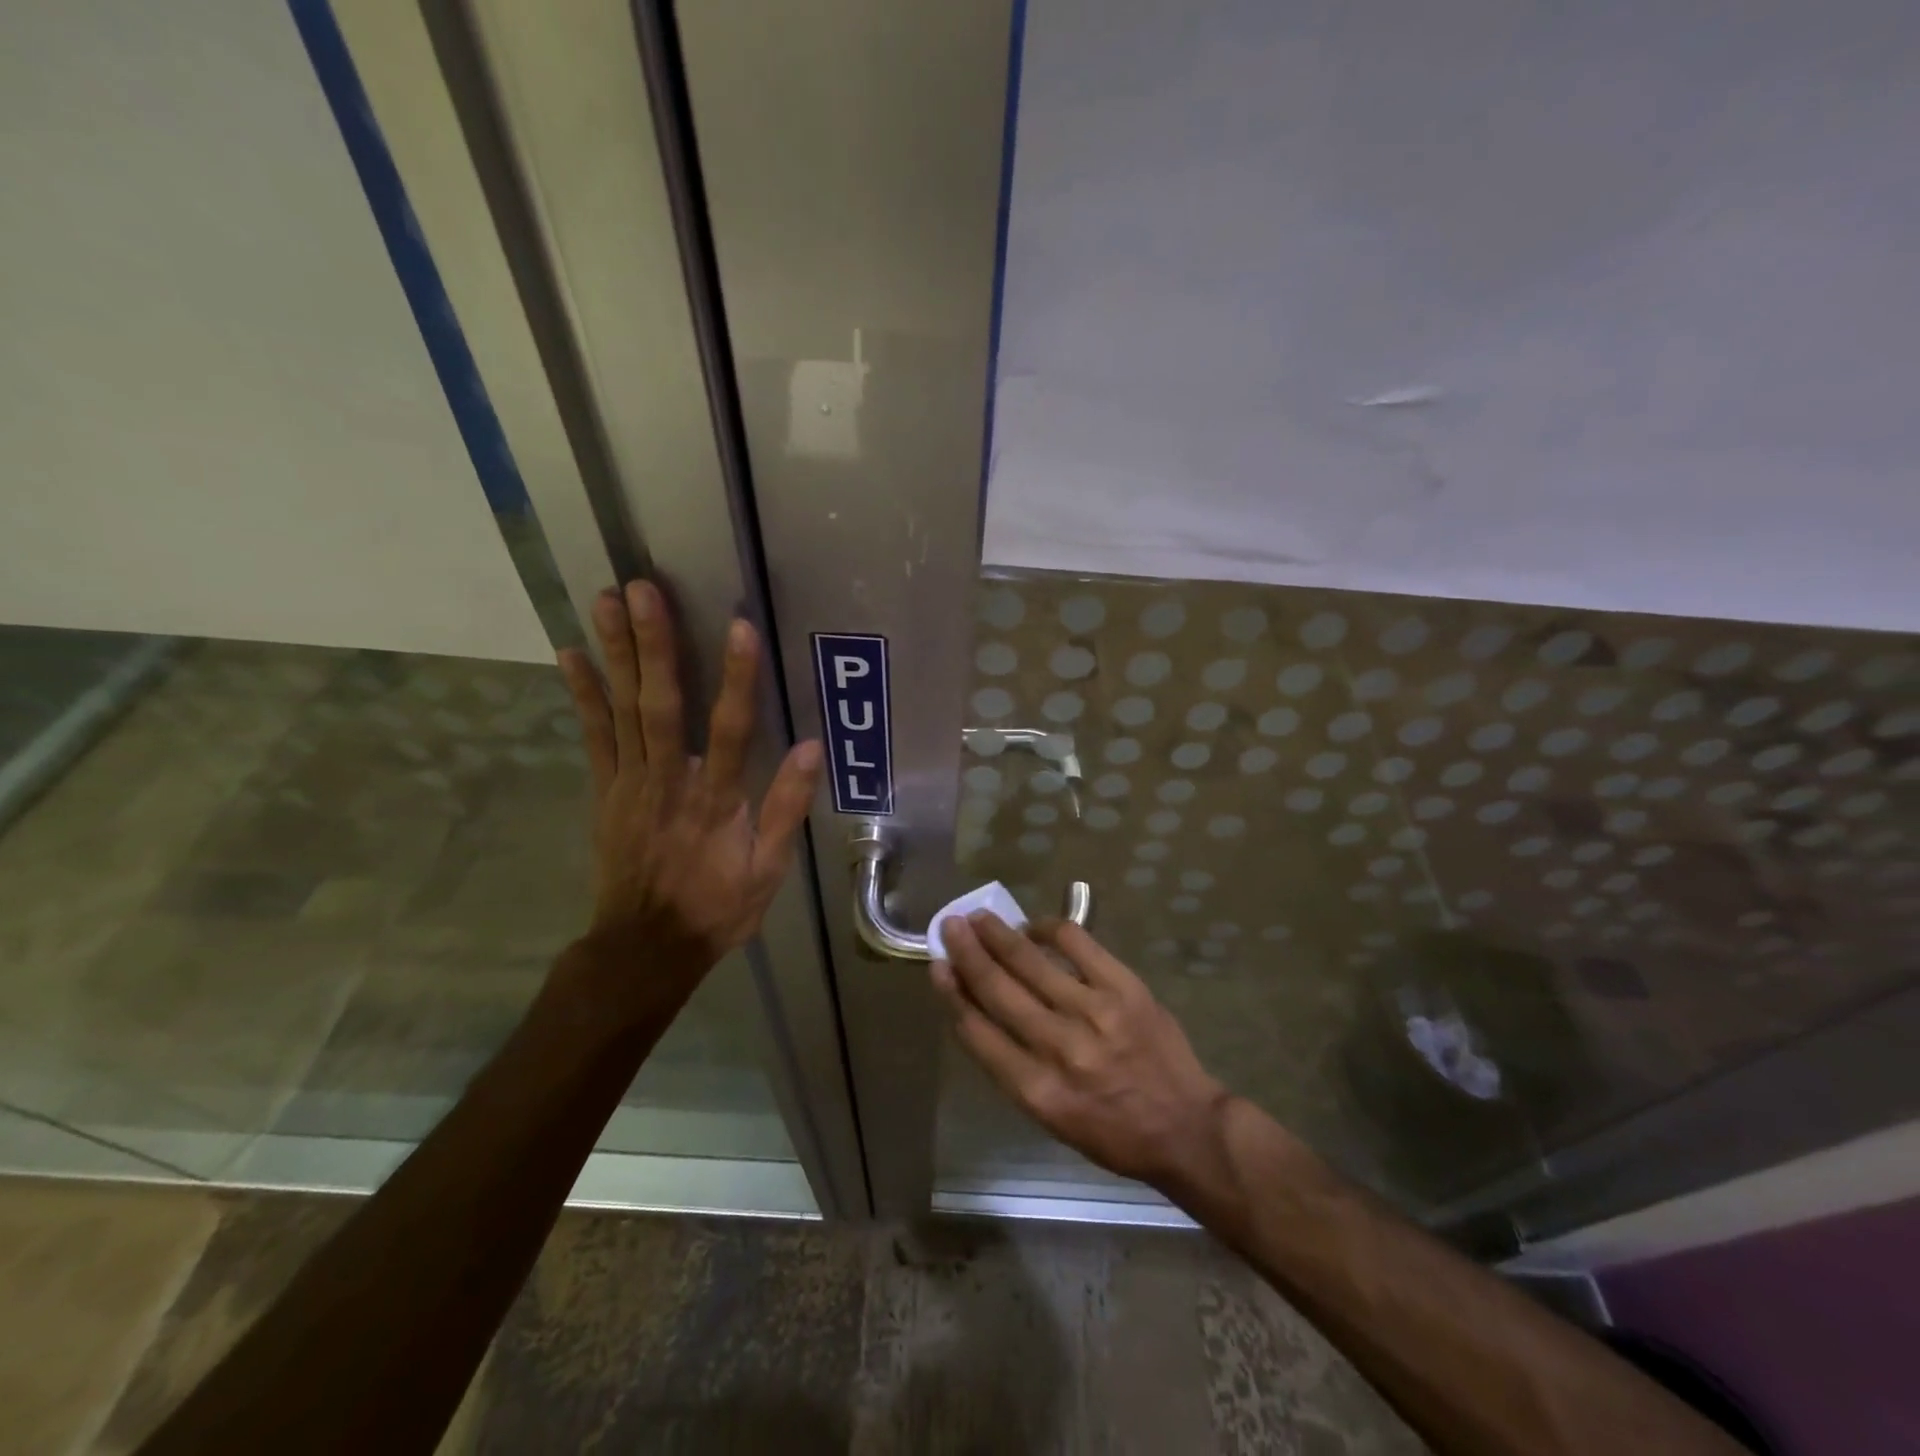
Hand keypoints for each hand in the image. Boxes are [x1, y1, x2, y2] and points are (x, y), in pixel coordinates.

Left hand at [555, 582, 821, 1007]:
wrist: (645, 947)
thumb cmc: (716, 907)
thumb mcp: (768, 870)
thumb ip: (786, 808)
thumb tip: (813, 748)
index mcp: (716, 800)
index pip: (732, 729)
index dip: (737, 677)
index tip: (738, 626)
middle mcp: (669, 781)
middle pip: (662, 705)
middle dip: (654, 644)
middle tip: (642, 589)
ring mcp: (630, 783)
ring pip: (623, 709)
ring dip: (616, 653)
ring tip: (606, 600)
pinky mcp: (605, 790)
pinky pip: (593, 736)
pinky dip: (582, 694)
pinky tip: (570, 654)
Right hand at [931, 913, 1232, 1192]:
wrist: (1185, 1127)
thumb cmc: (1112, 1132)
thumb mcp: (1052, 1119)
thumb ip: (1013, 1067)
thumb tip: (979, 1010)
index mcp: (1038, 1092)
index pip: (978, 1033)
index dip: (953, 994)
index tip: (938, 967)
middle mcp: (1061, 1049)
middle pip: (999, 989)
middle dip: (968, 953)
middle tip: (950, 925)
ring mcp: (1095, 1012)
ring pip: (1032, 962)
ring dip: (1000, 935)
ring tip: (980, 918)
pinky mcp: (1125, 987)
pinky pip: (1077, 943)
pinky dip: (1049, 929)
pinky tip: (1034, 926)